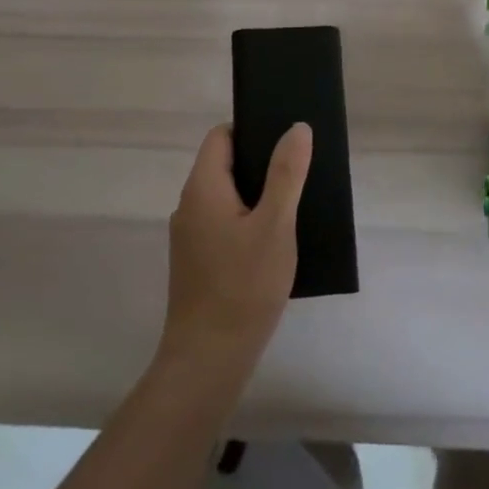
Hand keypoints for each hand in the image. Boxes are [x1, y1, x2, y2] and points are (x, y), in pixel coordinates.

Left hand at [160, 123, 311, 369]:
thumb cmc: (244, 285)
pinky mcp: (197, 262)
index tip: (285, 139)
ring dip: (256, 195)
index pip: (221, 136)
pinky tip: (274, 240)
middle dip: (260, 163)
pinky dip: (247, 221)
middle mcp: (190, 205)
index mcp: (203, 187)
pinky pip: (223, 223)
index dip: (252, 129)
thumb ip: (286, 173)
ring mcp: (190, 236)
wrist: (208, 360)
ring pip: (226, 197)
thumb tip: (297, 128)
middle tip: (298, 170)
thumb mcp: (275, 224)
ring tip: (293, 203)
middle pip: (224, 164)